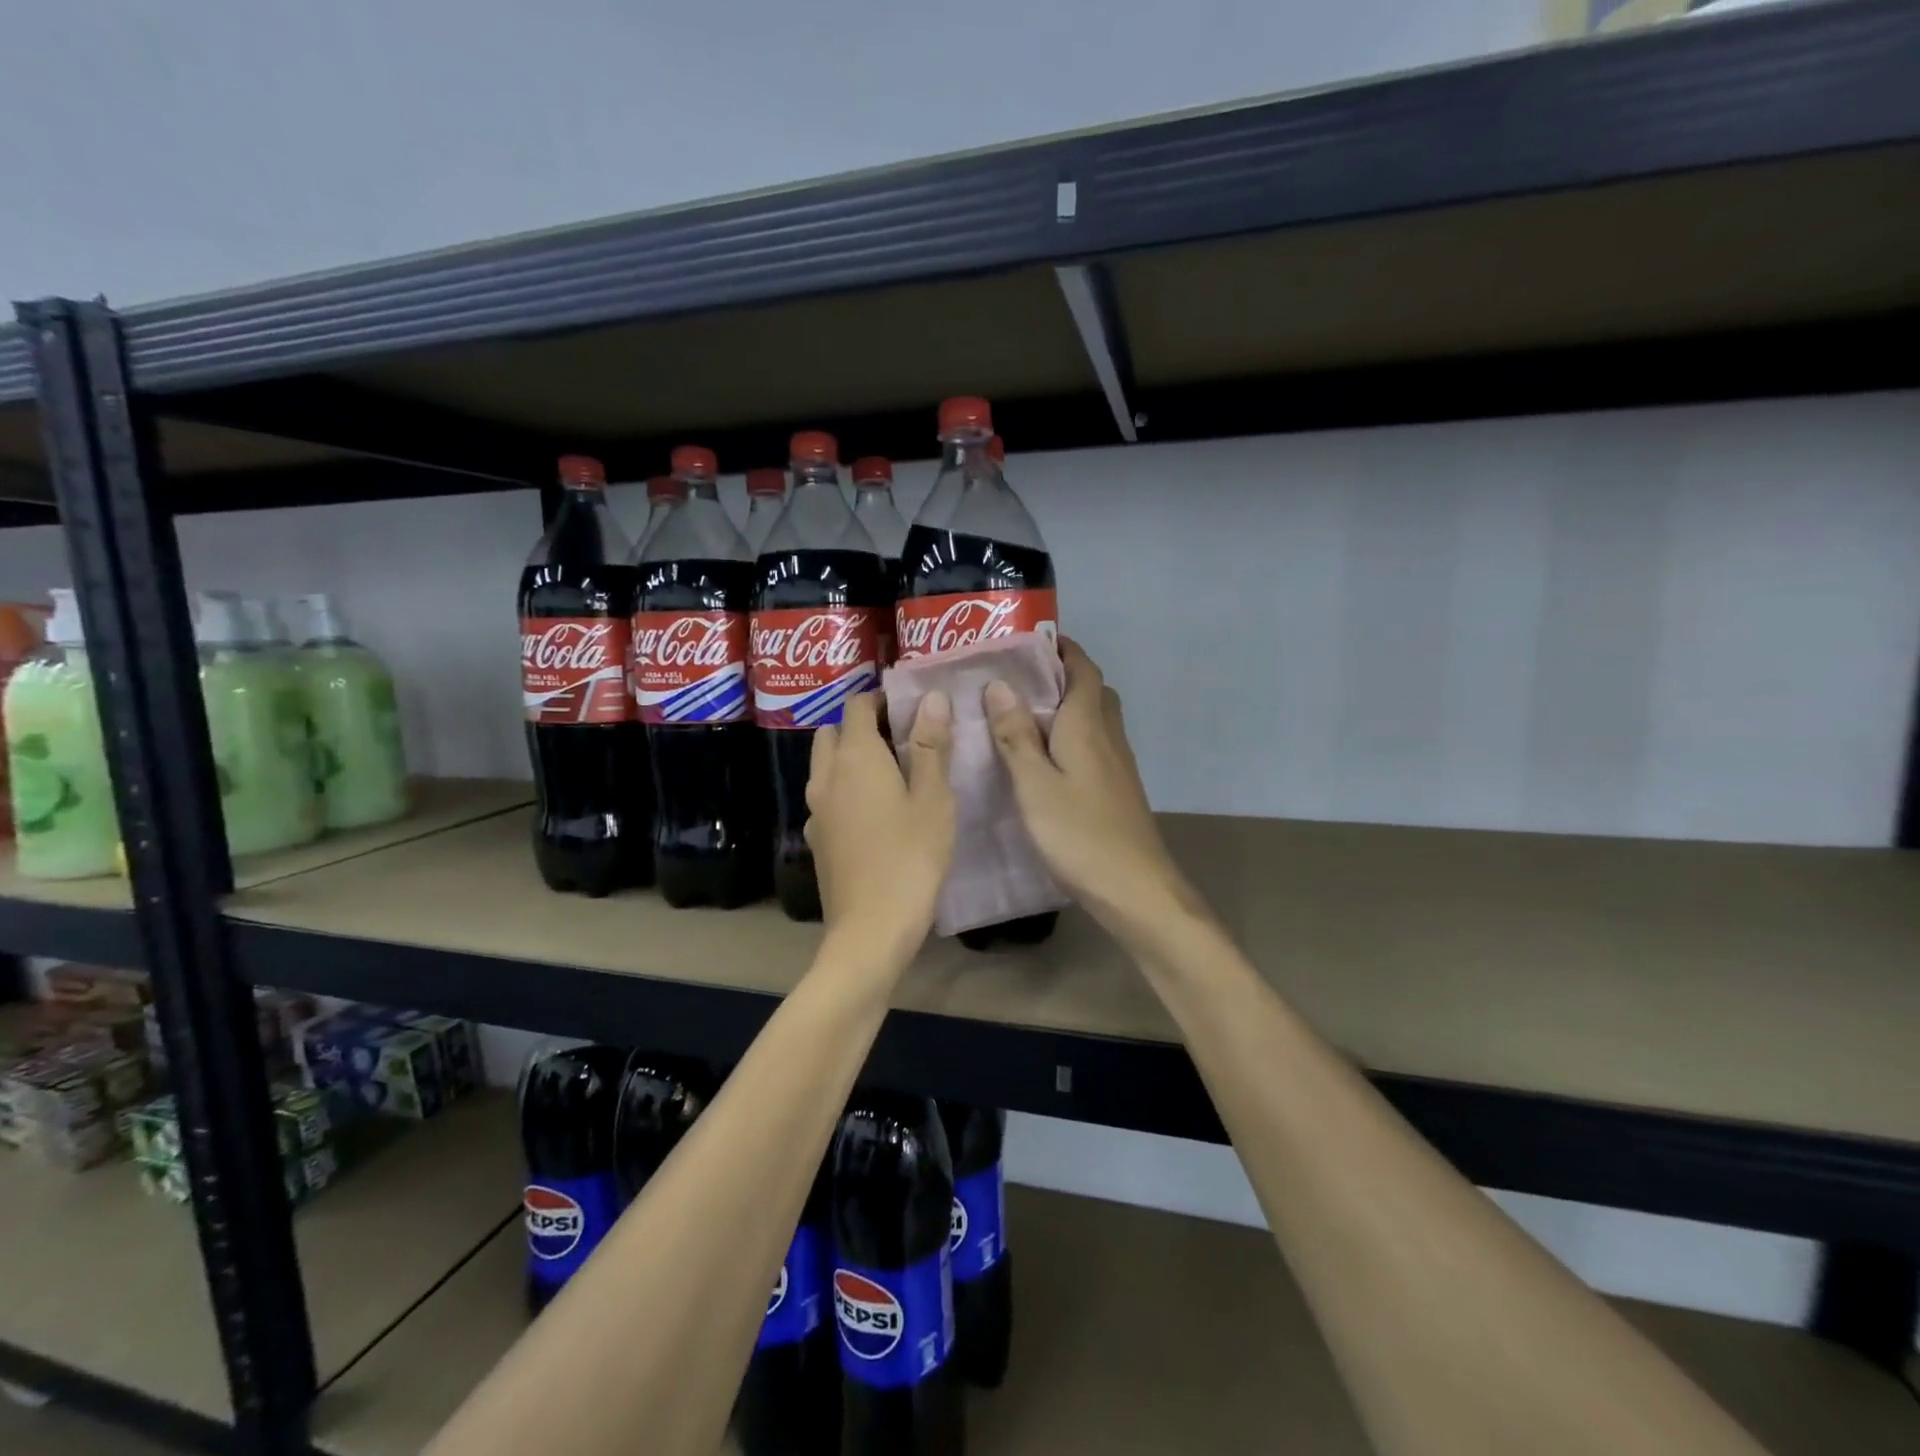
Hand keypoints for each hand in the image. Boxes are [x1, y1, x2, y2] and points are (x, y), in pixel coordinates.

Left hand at [805, 690, 954, 962]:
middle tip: (902, 742)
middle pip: (833, 733)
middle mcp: (825, 776)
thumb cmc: (911, 858)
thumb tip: (930, 697)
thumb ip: (931, 745)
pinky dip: (844, 791)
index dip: (882, 700)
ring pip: (825, 766)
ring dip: (850, 759)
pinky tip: (874, 816)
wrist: (870, 930)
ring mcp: (815, 810)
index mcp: (855, 757)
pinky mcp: (816, 840)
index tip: (911, 710)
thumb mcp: (933, 799)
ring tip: (891, 777)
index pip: (857, 706)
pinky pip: (826, 798)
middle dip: (862, 727)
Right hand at [985, 638, 1195, 936]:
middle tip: (1022, 677)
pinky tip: (1048, 758)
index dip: (1062, 649)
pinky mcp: (1118, 788)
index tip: (1032, 641)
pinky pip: (1096, 744)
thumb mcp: (1034, 784)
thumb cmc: (1079, 833)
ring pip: (1096, 718)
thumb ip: (1015, 735)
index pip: (1083, 669)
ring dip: (1070, 705)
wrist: (1134, 887)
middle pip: (1093, 690)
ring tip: (1027, 713)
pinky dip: (1074, 735)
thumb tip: (999, 685)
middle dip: (1064, 674)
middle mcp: (1108, 736)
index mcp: (1087, 725)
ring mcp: (1118, 764)